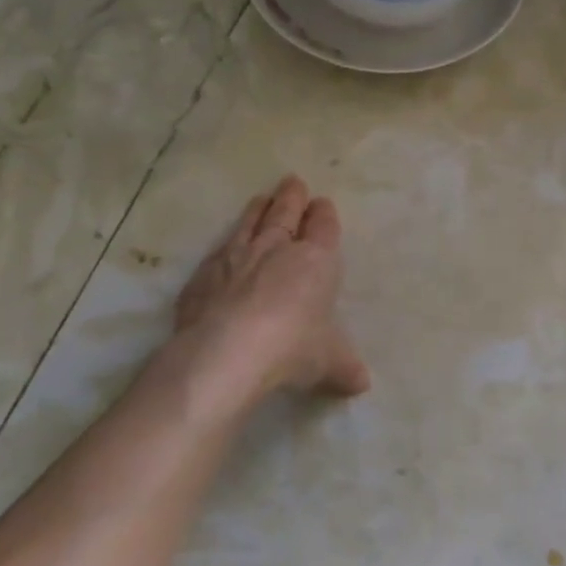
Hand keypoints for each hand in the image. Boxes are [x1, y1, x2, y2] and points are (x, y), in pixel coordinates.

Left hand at [164, 175, 369, 399]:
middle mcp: (276, 250)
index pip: (323, 228)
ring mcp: (236, 258)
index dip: (324, 215)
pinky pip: (218, 251)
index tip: (323, 204)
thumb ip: (346, 368)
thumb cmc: (294, 347)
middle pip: (285, 214)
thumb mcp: (330, 362)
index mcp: (316, 261)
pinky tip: (224, 246)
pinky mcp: (203, 275)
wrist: (229, 352)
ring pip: (250, 223)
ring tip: (261, 198)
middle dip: (291, 198)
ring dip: (257, 210)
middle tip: (292, 182)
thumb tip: (361, 384)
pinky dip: (225, 245)